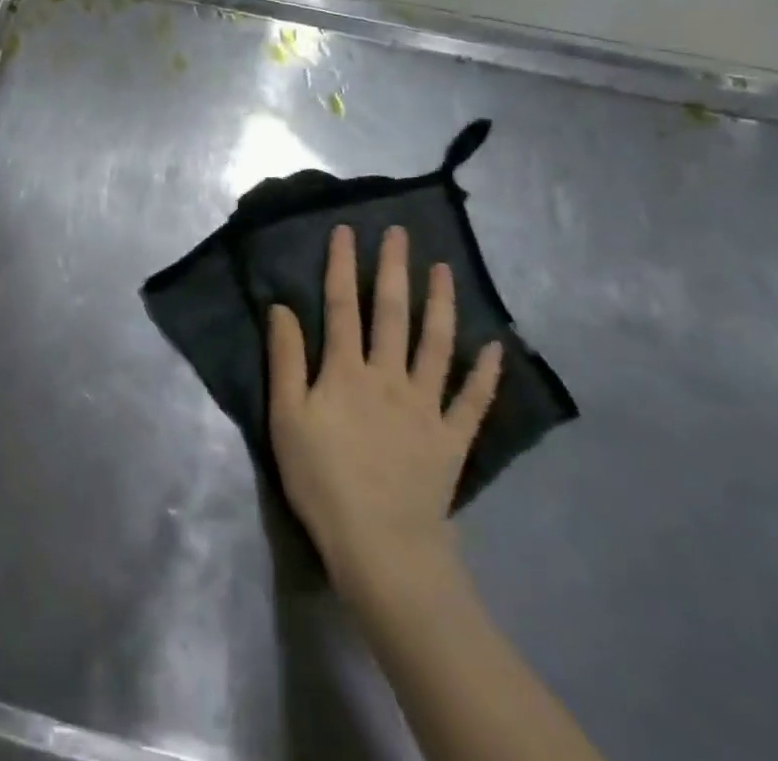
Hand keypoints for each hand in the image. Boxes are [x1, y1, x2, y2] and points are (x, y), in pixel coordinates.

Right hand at [267, 225, 501, 596]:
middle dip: (394, 269)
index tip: (347, 231)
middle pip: (392, 313)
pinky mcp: (452, 438)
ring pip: (436, 344)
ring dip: (441, 304)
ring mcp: (426, 406)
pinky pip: (473, 401)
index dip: (343, 266)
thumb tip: (282, 307)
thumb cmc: (322, 480)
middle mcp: (389, 376)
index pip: (342, 305)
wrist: (381, 546)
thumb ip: (285, 360)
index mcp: (346, 371)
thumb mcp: (286, 418)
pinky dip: (486, 373)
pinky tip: (495, 346)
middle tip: (400, 234)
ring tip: (445, 270)